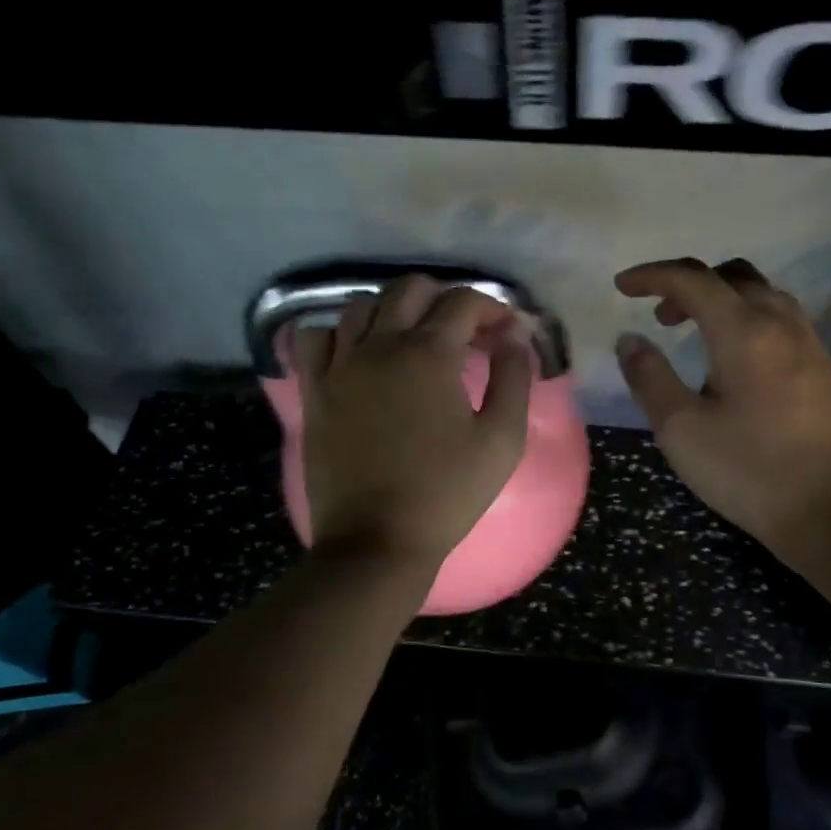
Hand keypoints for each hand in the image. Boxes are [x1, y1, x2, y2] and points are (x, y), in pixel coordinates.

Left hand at [293, 276, 532, 571]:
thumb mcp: (502, 438)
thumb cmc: (447, 492)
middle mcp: (380, 345)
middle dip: (444, 299)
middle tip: (465, 331)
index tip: (506, 332)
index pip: (463, 302)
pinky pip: (314, 338)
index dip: (492, 308)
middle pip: (410, 289)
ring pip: (361, 305)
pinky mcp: (315, 390)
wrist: (377, 540)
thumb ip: (514, 377)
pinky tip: (357, 352)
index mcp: (429, 354)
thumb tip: (516, 336)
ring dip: (393, 309)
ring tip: (412, 338)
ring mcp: (340, 366)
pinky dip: (338, 332)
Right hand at [614, 258, 830, 559]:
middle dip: (688, 284)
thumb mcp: (681, 429)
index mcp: (743, 330)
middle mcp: (781, 323)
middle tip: (659, 314)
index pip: (692, 279)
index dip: (652, 276)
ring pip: (761, 294)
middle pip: (732, 276)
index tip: (621, 287)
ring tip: (692, 333)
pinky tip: (732, 360)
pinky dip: (746, 319)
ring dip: (721, 299)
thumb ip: (650, 377)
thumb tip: (630, 339)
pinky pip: (779, 319)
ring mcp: (809, 344)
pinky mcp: (823, 368)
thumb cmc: (750, 470)